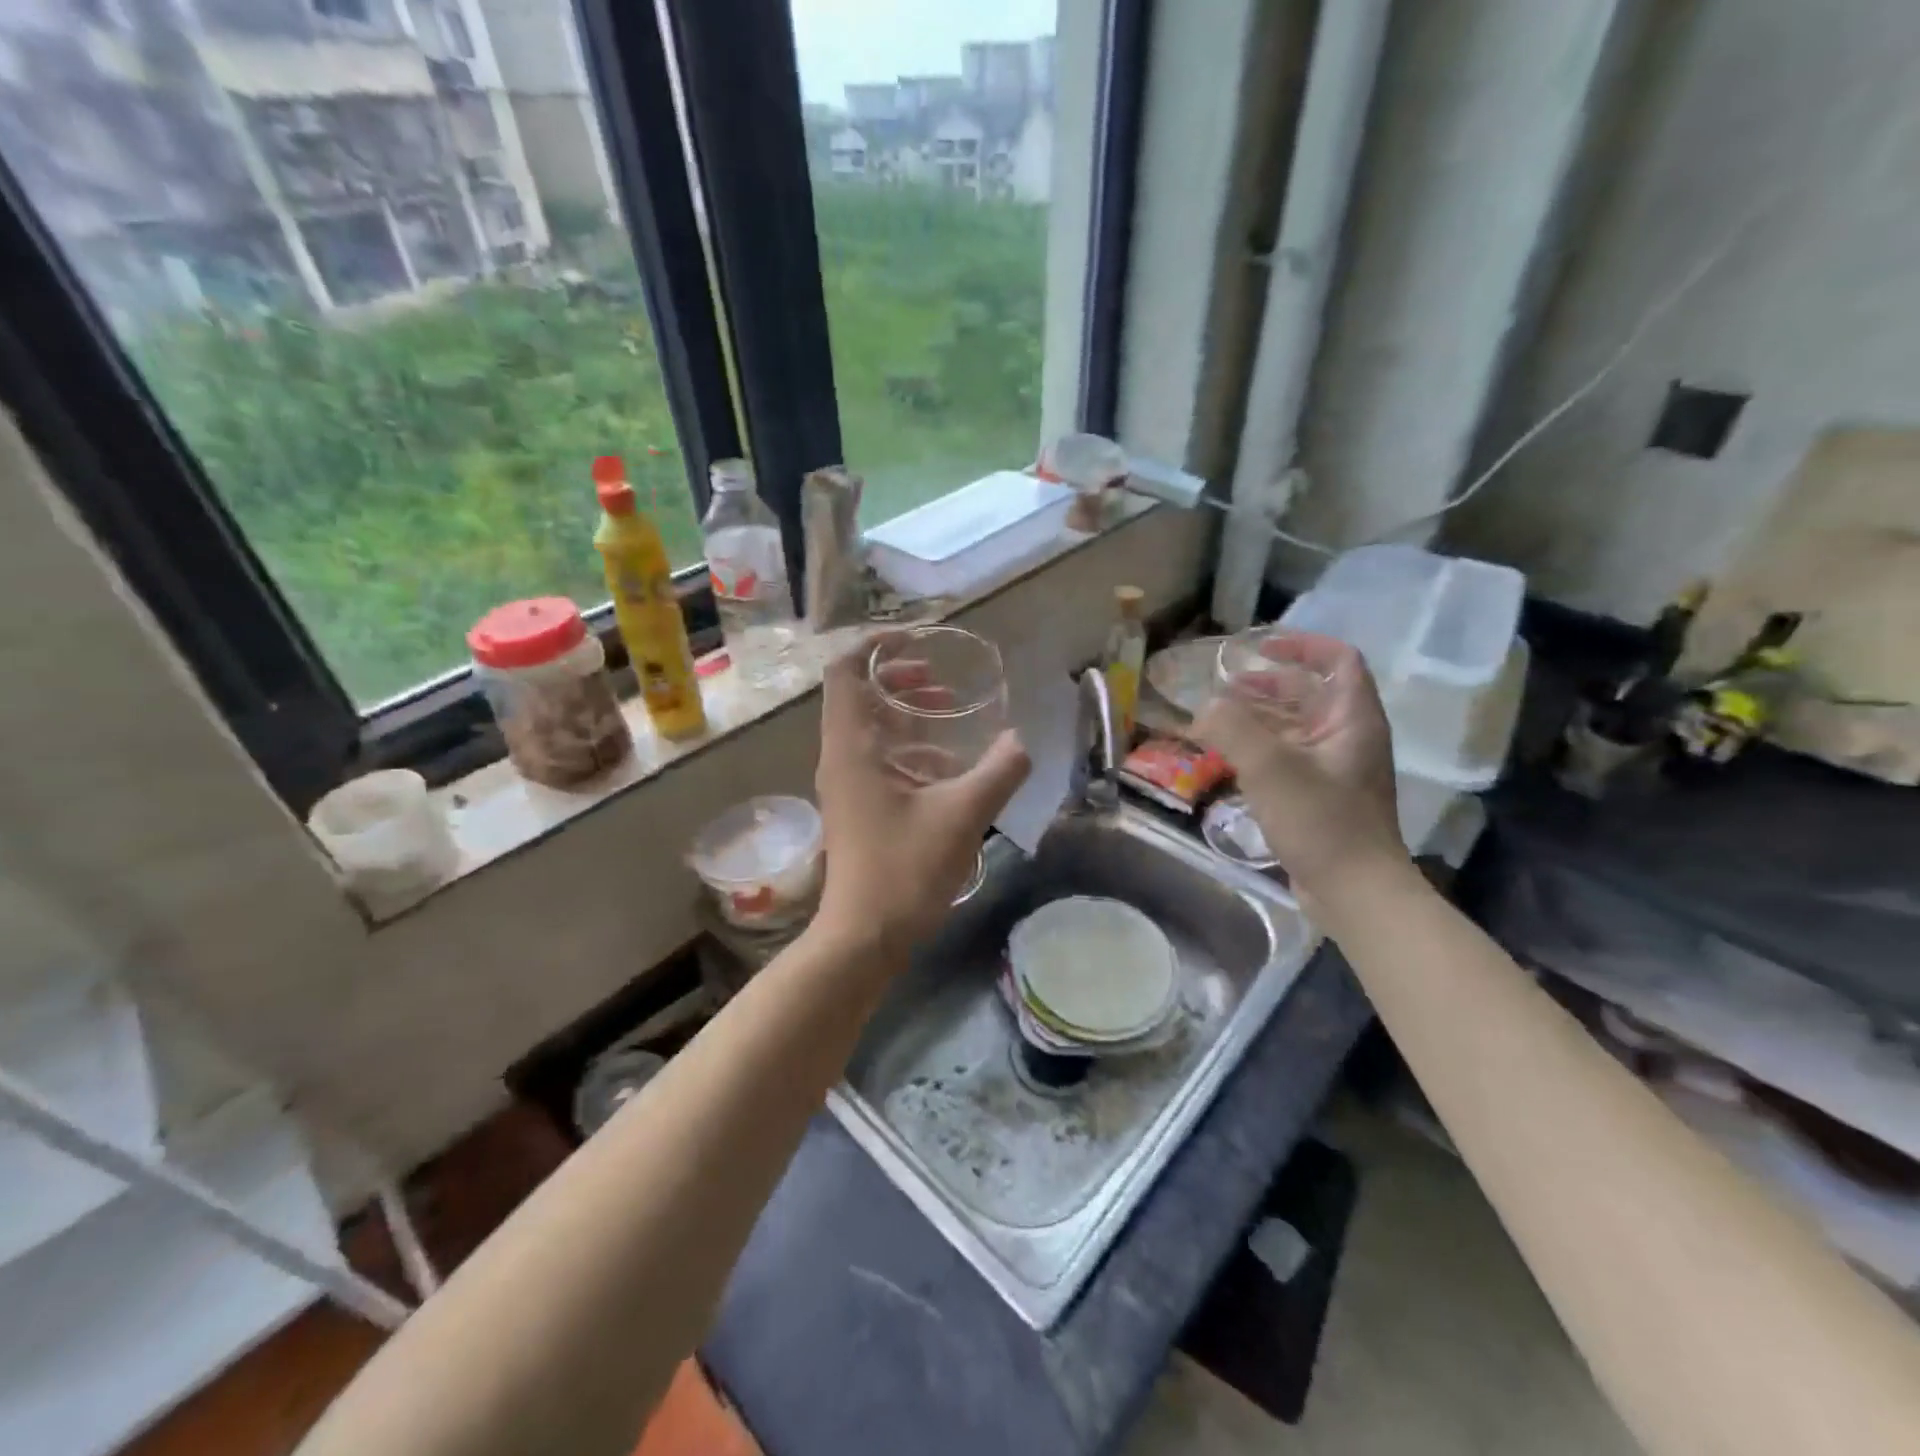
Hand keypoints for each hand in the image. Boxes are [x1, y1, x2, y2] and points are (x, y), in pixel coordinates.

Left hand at [814, 634, 1029, 954]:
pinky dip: (908, 747)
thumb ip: (999, 771)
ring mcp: (846, 785)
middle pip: (858, 695)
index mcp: (852, 747)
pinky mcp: (857, 808)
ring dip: (906, 713)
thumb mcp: (963, 815)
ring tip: (949, 713)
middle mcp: (840, 758)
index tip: (919, 641)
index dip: (876, 645)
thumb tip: (1020, 742)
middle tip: (942, 681)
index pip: (845, 671)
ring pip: (869, 728)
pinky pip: (877, 759)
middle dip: (900, 678)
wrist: (864, 938)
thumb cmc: (905, 871)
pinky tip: (947, 766)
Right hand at [1192, 631, 1405, 897]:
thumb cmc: (1321, 822)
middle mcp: (1349, 739)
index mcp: (1352, 720)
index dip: (1303, 645)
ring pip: (1295, 728)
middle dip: (1267, 684)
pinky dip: (1258, 750)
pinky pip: (1287, 759)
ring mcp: (1335, 771)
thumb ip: (1232, 728)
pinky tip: (1227, 761)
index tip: (1261, 646)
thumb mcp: (1270, 768)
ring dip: (1258, 717)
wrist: (1355, 893)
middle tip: (1224, 686)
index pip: (1339, 661)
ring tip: (1216, 720)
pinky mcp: (1320, 799)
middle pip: (1310, 694)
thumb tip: (1204, 708)